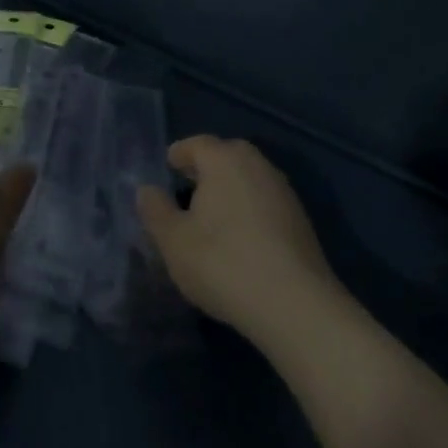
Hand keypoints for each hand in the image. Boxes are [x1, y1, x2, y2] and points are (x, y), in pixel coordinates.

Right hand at [136, 136, 341, 347]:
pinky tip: (238, 235)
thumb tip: (146, 189)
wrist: (293, 304)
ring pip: (249, 177)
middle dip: (206, 167)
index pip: (197, 144)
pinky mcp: (300, 220)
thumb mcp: (173, 241)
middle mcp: (258, 165)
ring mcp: (284, 191)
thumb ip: (156, 210)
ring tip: (209, 214)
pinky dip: (248, 207)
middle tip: (185, 186)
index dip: (179, 154)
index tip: (166, 167)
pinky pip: (264, 200)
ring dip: (229, 188)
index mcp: (225, 160)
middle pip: (227, 155)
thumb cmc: (222, 263)